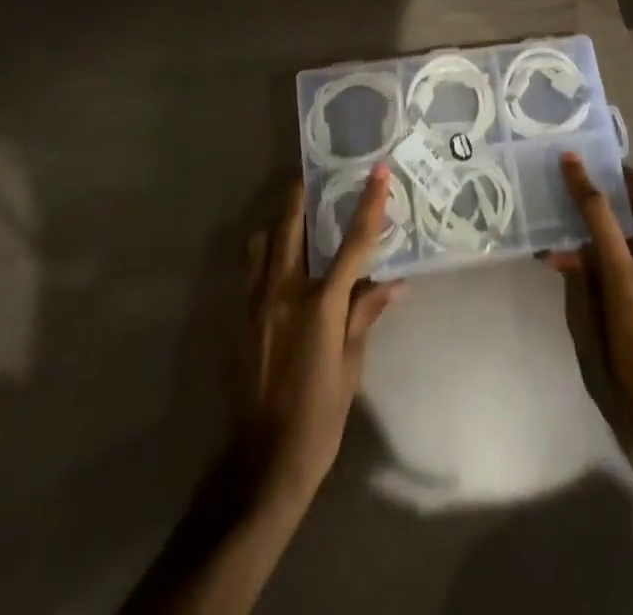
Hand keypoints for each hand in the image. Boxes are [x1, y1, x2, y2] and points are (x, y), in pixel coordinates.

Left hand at [236, 165, 406, 503]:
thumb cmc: (319, 415)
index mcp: (319, 303)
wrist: (264, 460)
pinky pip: (249, 268)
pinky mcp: (237, 316)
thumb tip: (395, 283)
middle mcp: (283, 291)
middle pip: (291, 226)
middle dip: (302, 195)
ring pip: (262, 242)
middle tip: (315, 176)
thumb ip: (365, 314)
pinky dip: (264, 253)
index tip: (378, 171)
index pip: (353, 243)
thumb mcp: (351, 366)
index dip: (368, 204)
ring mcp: (255, 302)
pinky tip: (278, 263)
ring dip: (279, 224)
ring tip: (297, 220)